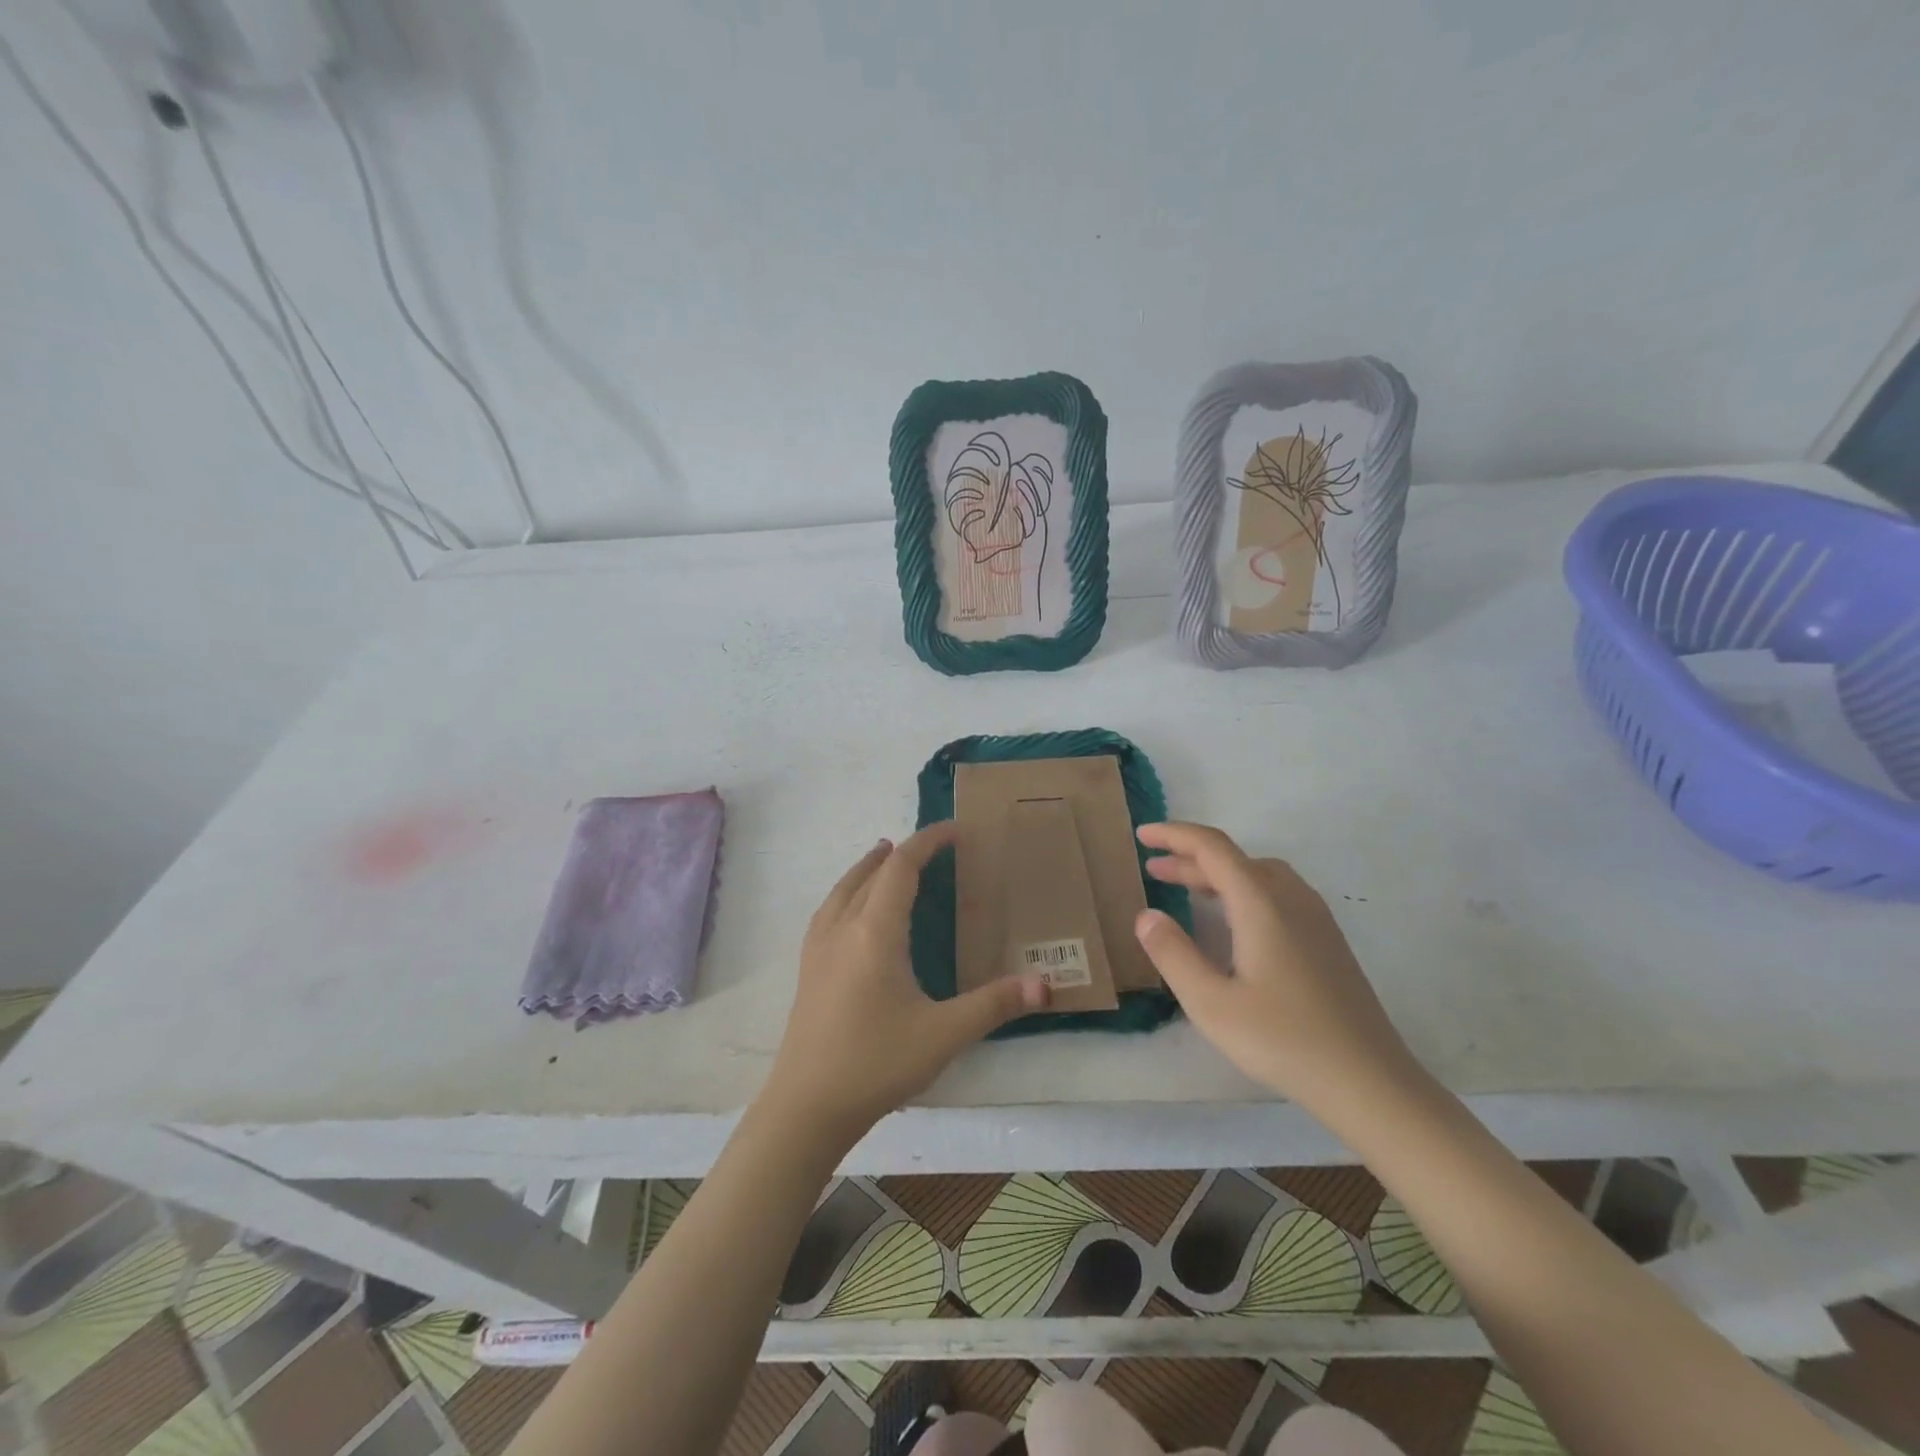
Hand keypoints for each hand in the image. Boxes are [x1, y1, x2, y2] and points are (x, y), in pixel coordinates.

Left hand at [760, 822, 1050, 1146]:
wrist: (806, 1106)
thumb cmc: (876, 1063)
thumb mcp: (943, 1034)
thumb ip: (994, 1005)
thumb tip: (1047, 985)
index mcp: (875, 932)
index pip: (901, 868)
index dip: (927, 843)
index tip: (954, 830)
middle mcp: (842, 928)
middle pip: (870, 873)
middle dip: (900, 852)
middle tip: (930, 846)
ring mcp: (818, 948)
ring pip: (842, 889)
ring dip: (867, 868)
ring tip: (884, 858)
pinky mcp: (808, 969)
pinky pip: (828, 910)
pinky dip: (847, 892)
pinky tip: (852, 911)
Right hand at [1133, 822, 1418, 1106]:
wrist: (1370, 1082)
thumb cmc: (1284, 1040)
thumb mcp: (1211, 1003)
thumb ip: (1173, 954)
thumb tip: (1146, 915)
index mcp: (1261, 903)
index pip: (1212, 848)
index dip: (1174, 835)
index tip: (1142, 835)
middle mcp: (1291, 898)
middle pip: (1235, 859)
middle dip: (1190, 858)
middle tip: (1153, 870)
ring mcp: (1315, 918)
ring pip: (1259, 874)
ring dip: (1218, 873)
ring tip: (1187, 890)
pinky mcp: (1327, 940)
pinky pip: (1276, 893)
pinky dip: (1242, 889)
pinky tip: (1234, 920)